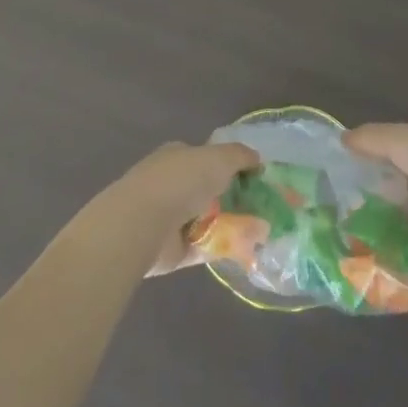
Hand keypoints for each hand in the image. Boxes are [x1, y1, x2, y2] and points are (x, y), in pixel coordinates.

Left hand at [109, 141, 258, 276]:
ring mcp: (170, 218)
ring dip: (232, 225)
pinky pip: (205, 247)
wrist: (143, 224)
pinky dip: (224, 248)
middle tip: (264, 207)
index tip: (254, 178)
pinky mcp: (173, 251)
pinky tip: (248, 250)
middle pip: (209, 190)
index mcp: (178, 156)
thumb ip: (240, 156)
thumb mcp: (219, 157)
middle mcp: (172, 184)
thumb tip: (257, 160)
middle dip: (234, 198)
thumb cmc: (181, 180)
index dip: (230, 166)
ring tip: (263, 232)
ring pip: (209, 220)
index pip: (207, 158)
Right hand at [344, 124, 407, 285]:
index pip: (389, 170)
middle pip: (394, 209)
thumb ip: (372, 140)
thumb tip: (341, 139)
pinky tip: (372, 282)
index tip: (334, 191)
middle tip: (335, 231)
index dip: (364, 179)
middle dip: (369, 219)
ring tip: (347, 260)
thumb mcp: (404, 141)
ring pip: (404, 242)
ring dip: (382, 250)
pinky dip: (400, 279)